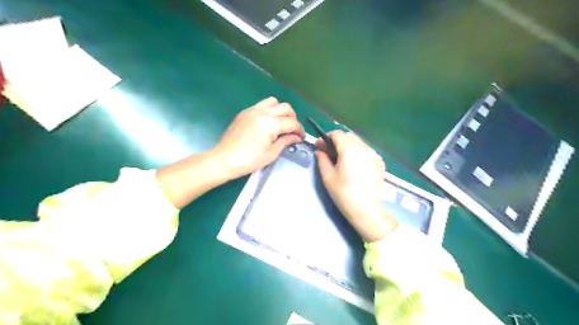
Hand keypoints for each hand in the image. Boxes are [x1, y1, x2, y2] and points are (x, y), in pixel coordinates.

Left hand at [212, 97, 303, 179]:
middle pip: (286, 108)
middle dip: (293, 118)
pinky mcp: (245, 112)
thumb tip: (297, 137)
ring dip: (281, 111)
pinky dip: (270, 110)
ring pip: (274, 101)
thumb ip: (286, 141)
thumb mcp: (272, 153)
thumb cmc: (249, 160)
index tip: (301, 138)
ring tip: (281, 123)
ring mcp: (252, 109)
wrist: (224, 159)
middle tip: (293, 131)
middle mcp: (262, 112)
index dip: (300, 130)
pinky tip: (268, 123)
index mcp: (270, 123)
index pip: (292, 122)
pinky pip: (262, 104)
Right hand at [317, 131, 398, 242]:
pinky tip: (353, 165)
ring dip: (347, 146)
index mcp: (350, 148)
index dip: (326, 138)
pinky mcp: (380, 162)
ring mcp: (374, 154)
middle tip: (328, 153)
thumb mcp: (328, 176)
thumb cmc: (344, 193)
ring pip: (358, 143)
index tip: (319, 147)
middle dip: (336, 141)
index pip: (337, 133)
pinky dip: (358, 152)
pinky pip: (366, 151)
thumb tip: (319, 151)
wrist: (367, 210)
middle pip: (348, 136)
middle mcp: (364, 147)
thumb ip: (322, 159)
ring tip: (341, 159)